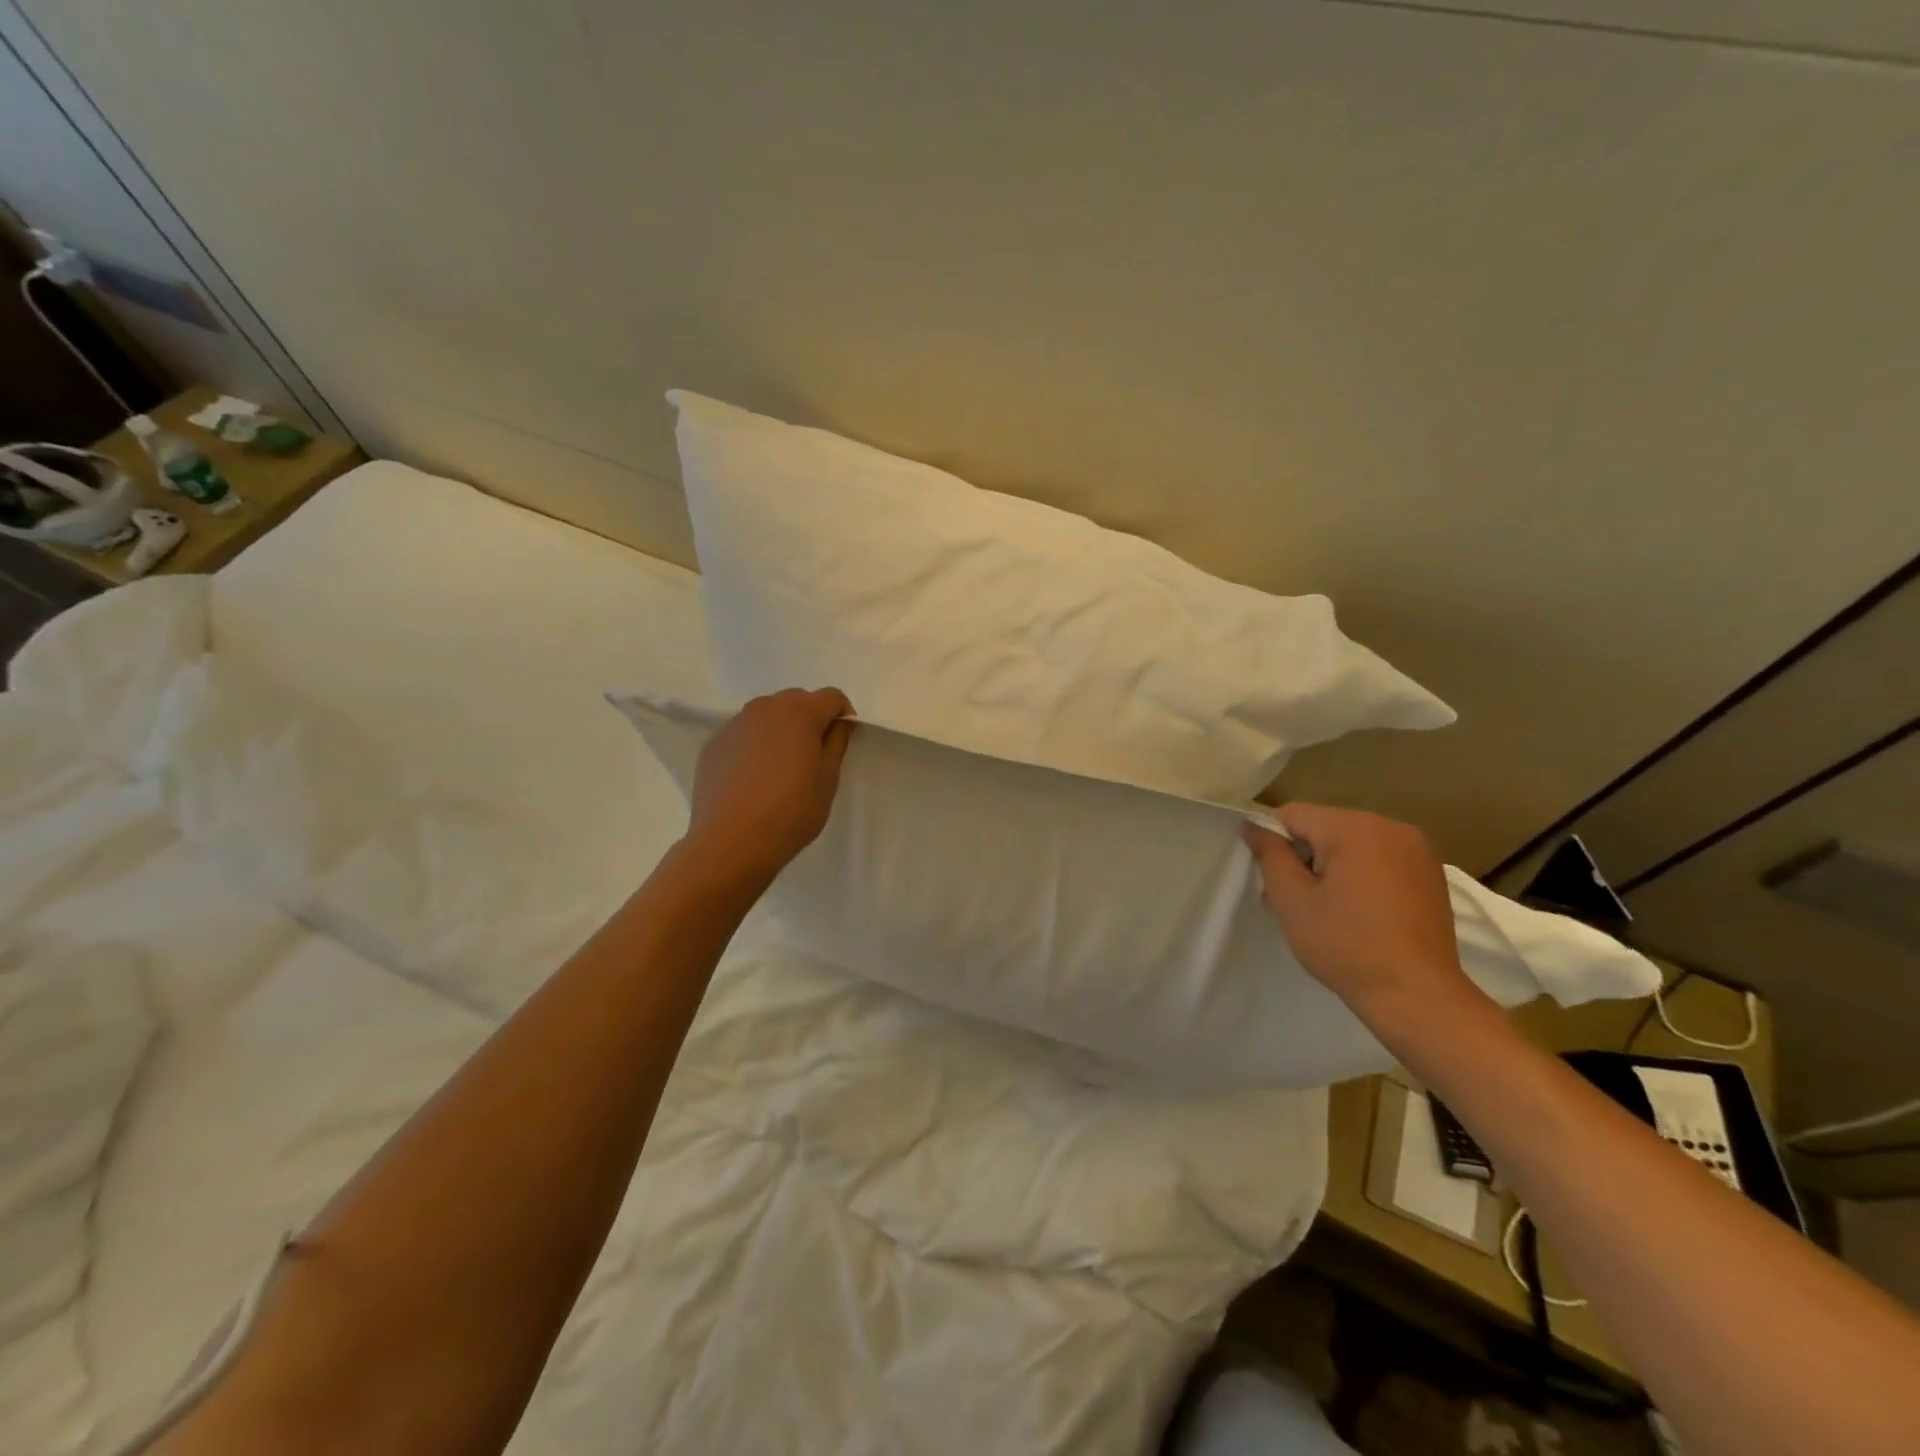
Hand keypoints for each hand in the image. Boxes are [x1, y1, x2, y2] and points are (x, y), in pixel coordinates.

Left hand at [685, 687, 855, 886]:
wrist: (730, 842)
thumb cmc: (791, 811)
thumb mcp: (827, 781)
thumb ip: (836, 744)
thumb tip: (838, 725)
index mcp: (799, 713)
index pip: (832, 697)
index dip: (843, 716)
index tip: (842, 742)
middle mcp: (764, 708)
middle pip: (797, 700)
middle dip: (811, 719)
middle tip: (813, 756)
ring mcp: (734, 725)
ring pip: (766, 716)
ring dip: (780, 730)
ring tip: (781, 767)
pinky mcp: (713, 745)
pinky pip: (743, 735)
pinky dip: (754, 746)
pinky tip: (753, 779)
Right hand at [1242, 803, 1475, 1021]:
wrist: (1417, 996)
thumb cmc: (1346, 946)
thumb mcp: (1292, 900)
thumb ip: (1270, 855)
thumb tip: (1254, 828)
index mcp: (1355, 827)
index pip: (1294, 815)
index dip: (1274, 842)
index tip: (1273, 880)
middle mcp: (1391, 826)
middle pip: (1325, 826)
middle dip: (1305, 855)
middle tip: (1296, 899)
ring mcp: (1417, 849)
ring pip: (1353, 842)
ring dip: (1333, 865)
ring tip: (1329, 908)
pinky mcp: (1431, 872)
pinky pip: (1380, 858)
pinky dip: (1362, 874)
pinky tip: (1361, 911)